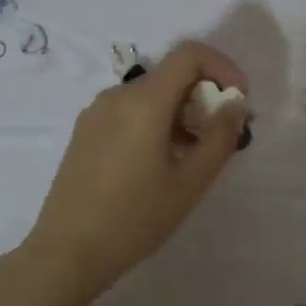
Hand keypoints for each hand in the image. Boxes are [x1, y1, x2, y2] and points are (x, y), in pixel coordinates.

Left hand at [19, 41, 249, 304]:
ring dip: (181, 112)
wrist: (67, 252)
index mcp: (143, 101)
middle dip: (204, 95)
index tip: (238, 100)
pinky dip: (155, 122)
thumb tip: (235, 103)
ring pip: (150, 96)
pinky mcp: (85, 132)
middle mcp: (116, 95)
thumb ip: (220, 136)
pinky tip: (161, 163)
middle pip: (170, 75)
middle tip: (223, 136)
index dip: (222, 66)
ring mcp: (96, 113)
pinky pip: (129, 112)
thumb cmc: (135, 218)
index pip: (189, 54)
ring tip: (195, 156)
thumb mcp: (190, 182)